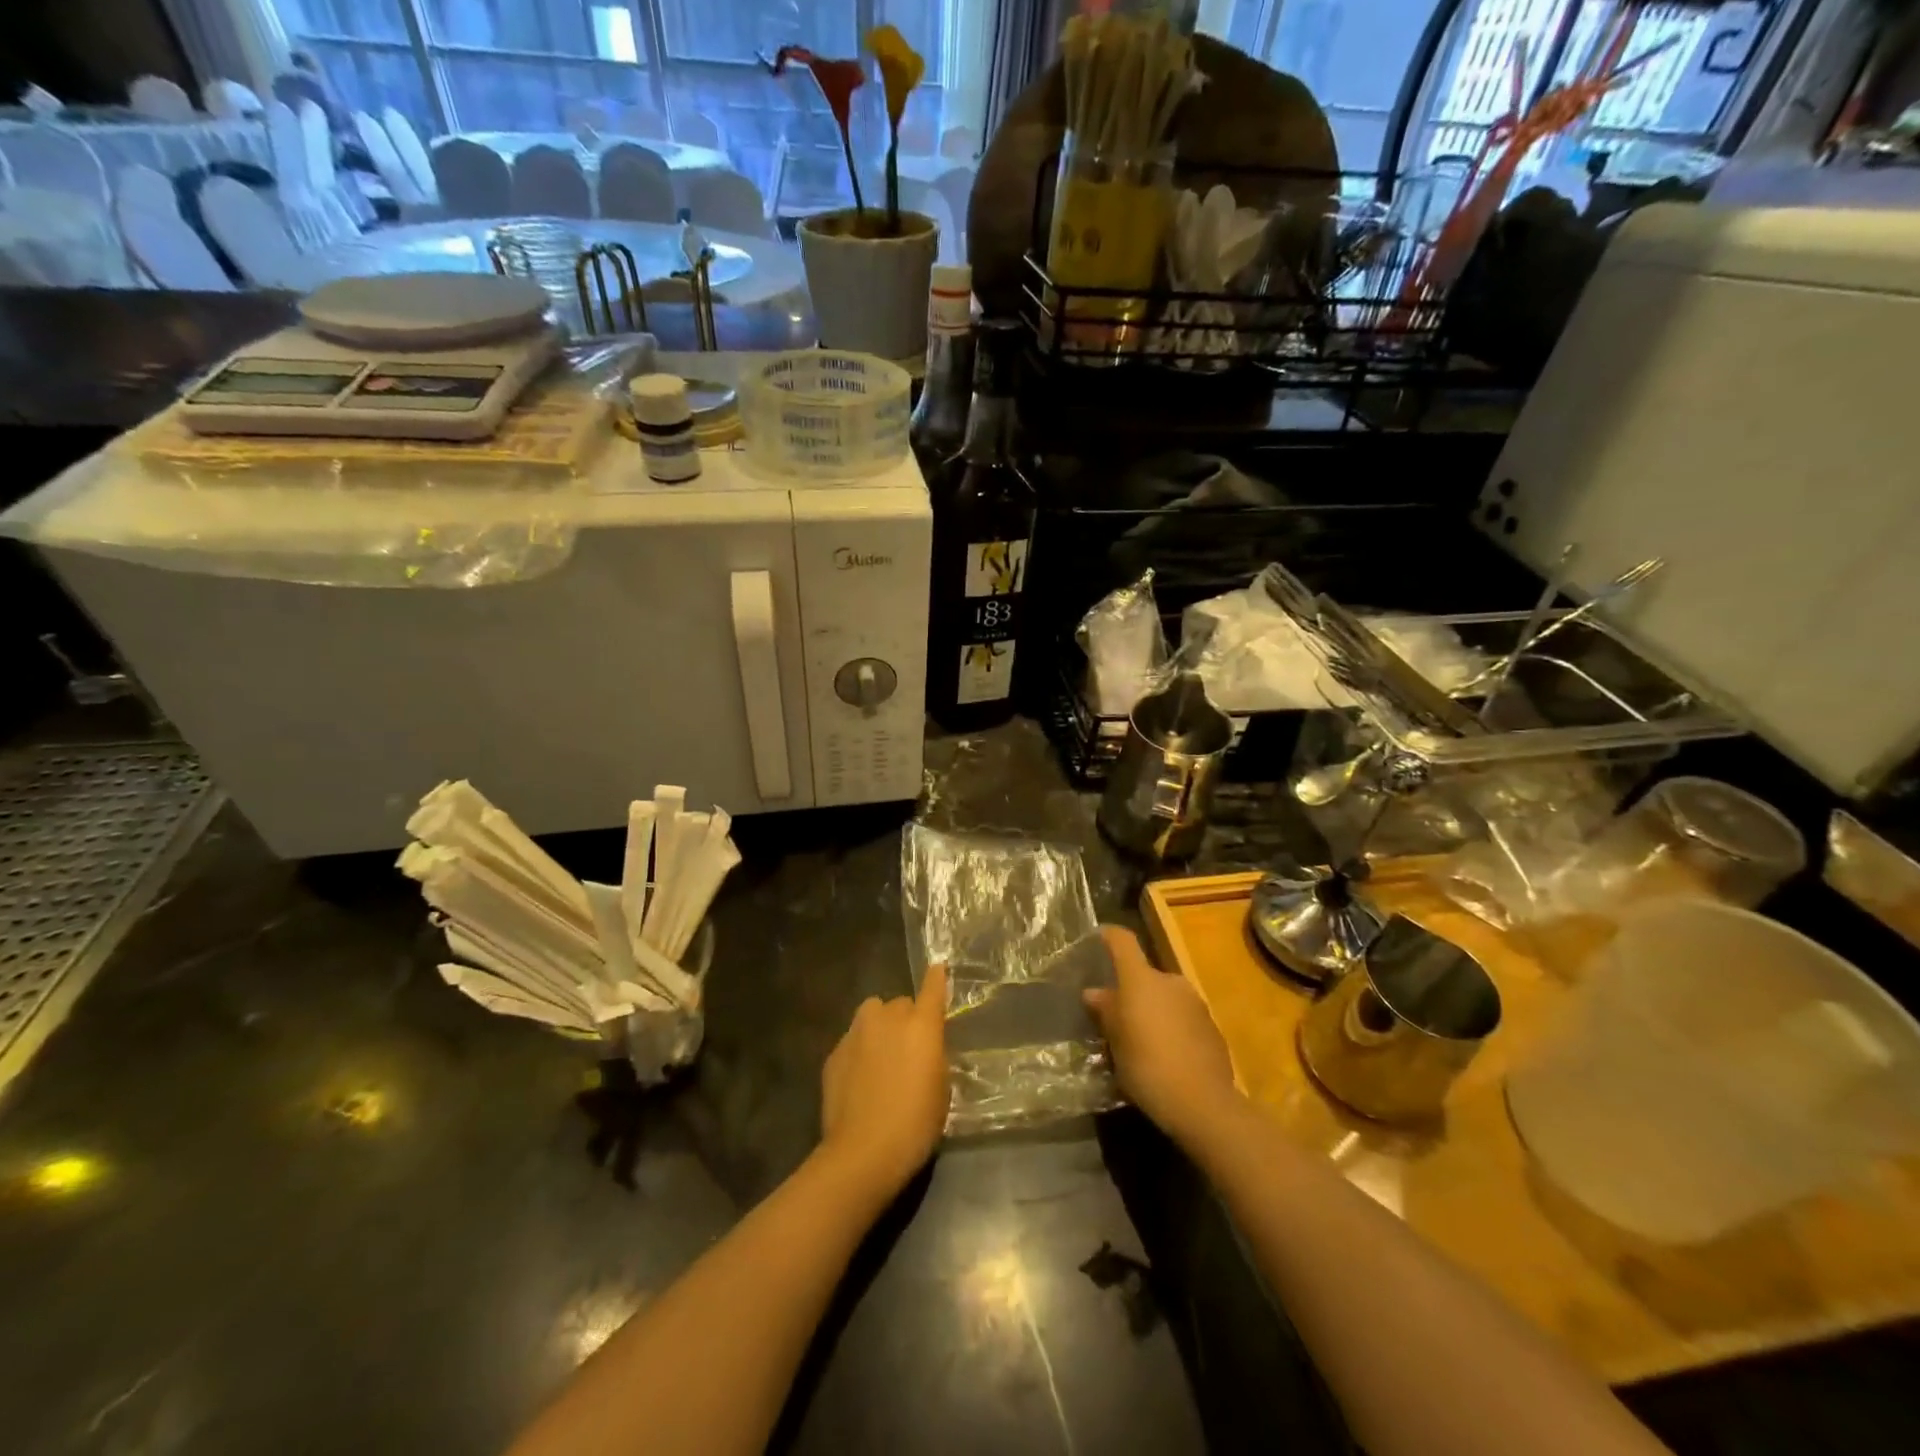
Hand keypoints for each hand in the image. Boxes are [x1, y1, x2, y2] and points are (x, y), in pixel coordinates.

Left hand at [819, 963, 948, 1200]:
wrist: (863, 1152)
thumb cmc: (915, 1125)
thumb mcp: (941, 1090)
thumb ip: (933, 1056)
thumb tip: (925, 1047)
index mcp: (921, 1026)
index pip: (932, 988)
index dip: (936, 978)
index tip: (937, 968)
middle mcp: (887, 1018)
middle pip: (899, 1003)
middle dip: (906, 1018)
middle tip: (909, 1048)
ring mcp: (856, 1032)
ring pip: (872, 1014)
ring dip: (879, 1026)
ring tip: (881, 1056)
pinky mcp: (834, 1052)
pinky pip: (853, 1039)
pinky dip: (860, 1049)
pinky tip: (860, 1079)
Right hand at [1084, 926, 1239, 1147]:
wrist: (1203, 1103)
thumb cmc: (1147, 1065)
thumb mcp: (1115, 1041)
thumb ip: (1106, 1011)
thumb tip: (1094, 992)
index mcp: (1141, 978)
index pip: (1123, 941)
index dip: (1109, 937)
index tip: (1097, 940)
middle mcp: (1170, 981)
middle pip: (1144, 975)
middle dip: (1131, 991)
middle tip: (1117, 1018)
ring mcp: (1195, 1003)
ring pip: (1165, 998)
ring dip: (1152, 1011)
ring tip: (1141, 1042)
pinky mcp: (1212, 1028)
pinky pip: (1183, 1019)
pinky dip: (1172, 1029)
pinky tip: (1166, 1057)